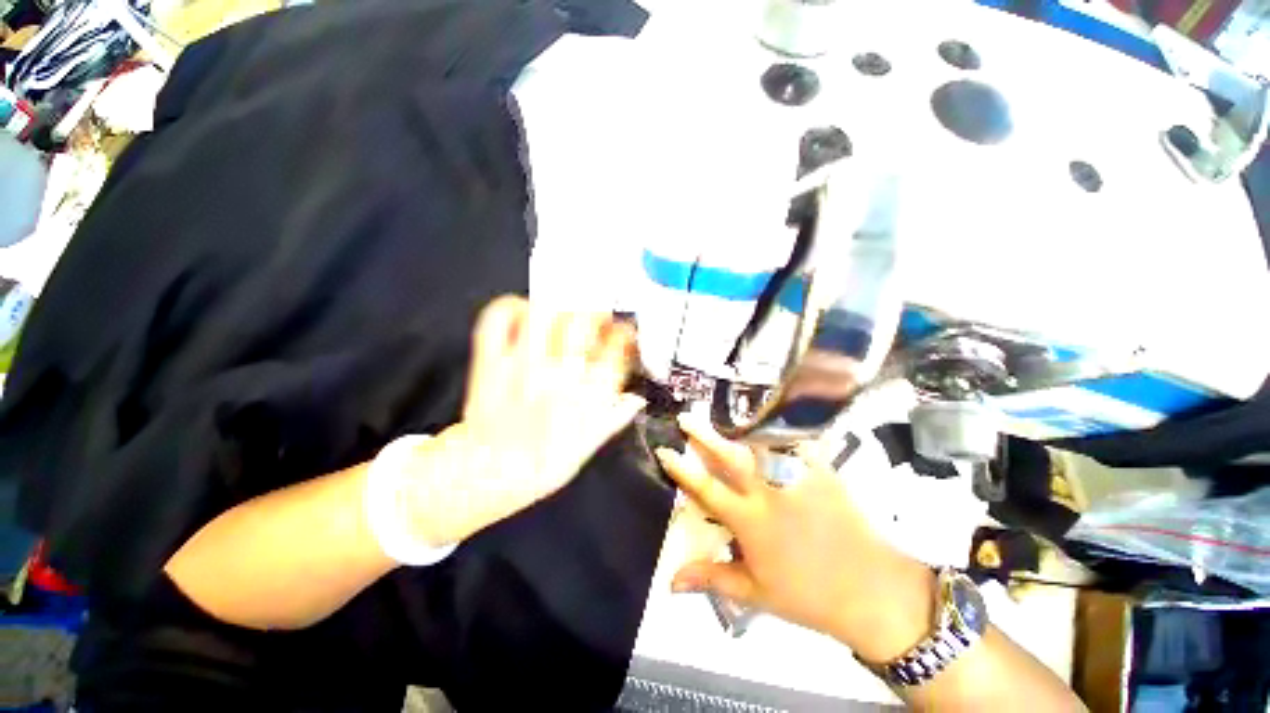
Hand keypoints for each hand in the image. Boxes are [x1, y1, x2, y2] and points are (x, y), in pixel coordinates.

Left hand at [397, 296, 646, 546]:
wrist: (491, 472)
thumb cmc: (544, 462)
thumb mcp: (590, 444)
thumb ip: (616, 417)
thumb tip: (637, 399)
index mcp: (588, 395)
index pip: (616, 347)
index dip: (624, 333)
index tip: (624, 332)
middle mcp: (559, 374)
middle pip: (582, 321)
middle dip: (594, 314)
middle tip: (595, 318)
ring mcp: (522, 364)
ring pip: (544, 313)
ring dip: (557, 309)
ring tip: (561, 316)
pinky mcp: (490, 360)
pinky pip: (498, 320)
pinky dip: (511, 307)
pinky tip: (523, 315)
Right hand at [655, 413, 935, 662]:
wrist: (873, 591)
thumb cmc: (809, 596)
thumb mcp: (755, 593)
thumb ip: (712, 578)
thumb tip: (670, 581)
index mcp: (750, 521)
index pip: (707, 488)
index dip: (682, 469)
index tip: (665, 450)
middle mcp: (769, 492)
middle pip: (729, 456)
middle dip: (704, 435)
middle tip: (686, 418)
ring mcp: (797, 477)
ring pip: (761, 444)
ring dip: (738, 427)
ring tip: (723, 415)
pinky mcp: (821, 471)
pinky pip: (797, 442)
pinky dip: (781, 429)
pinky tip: (771, 419)